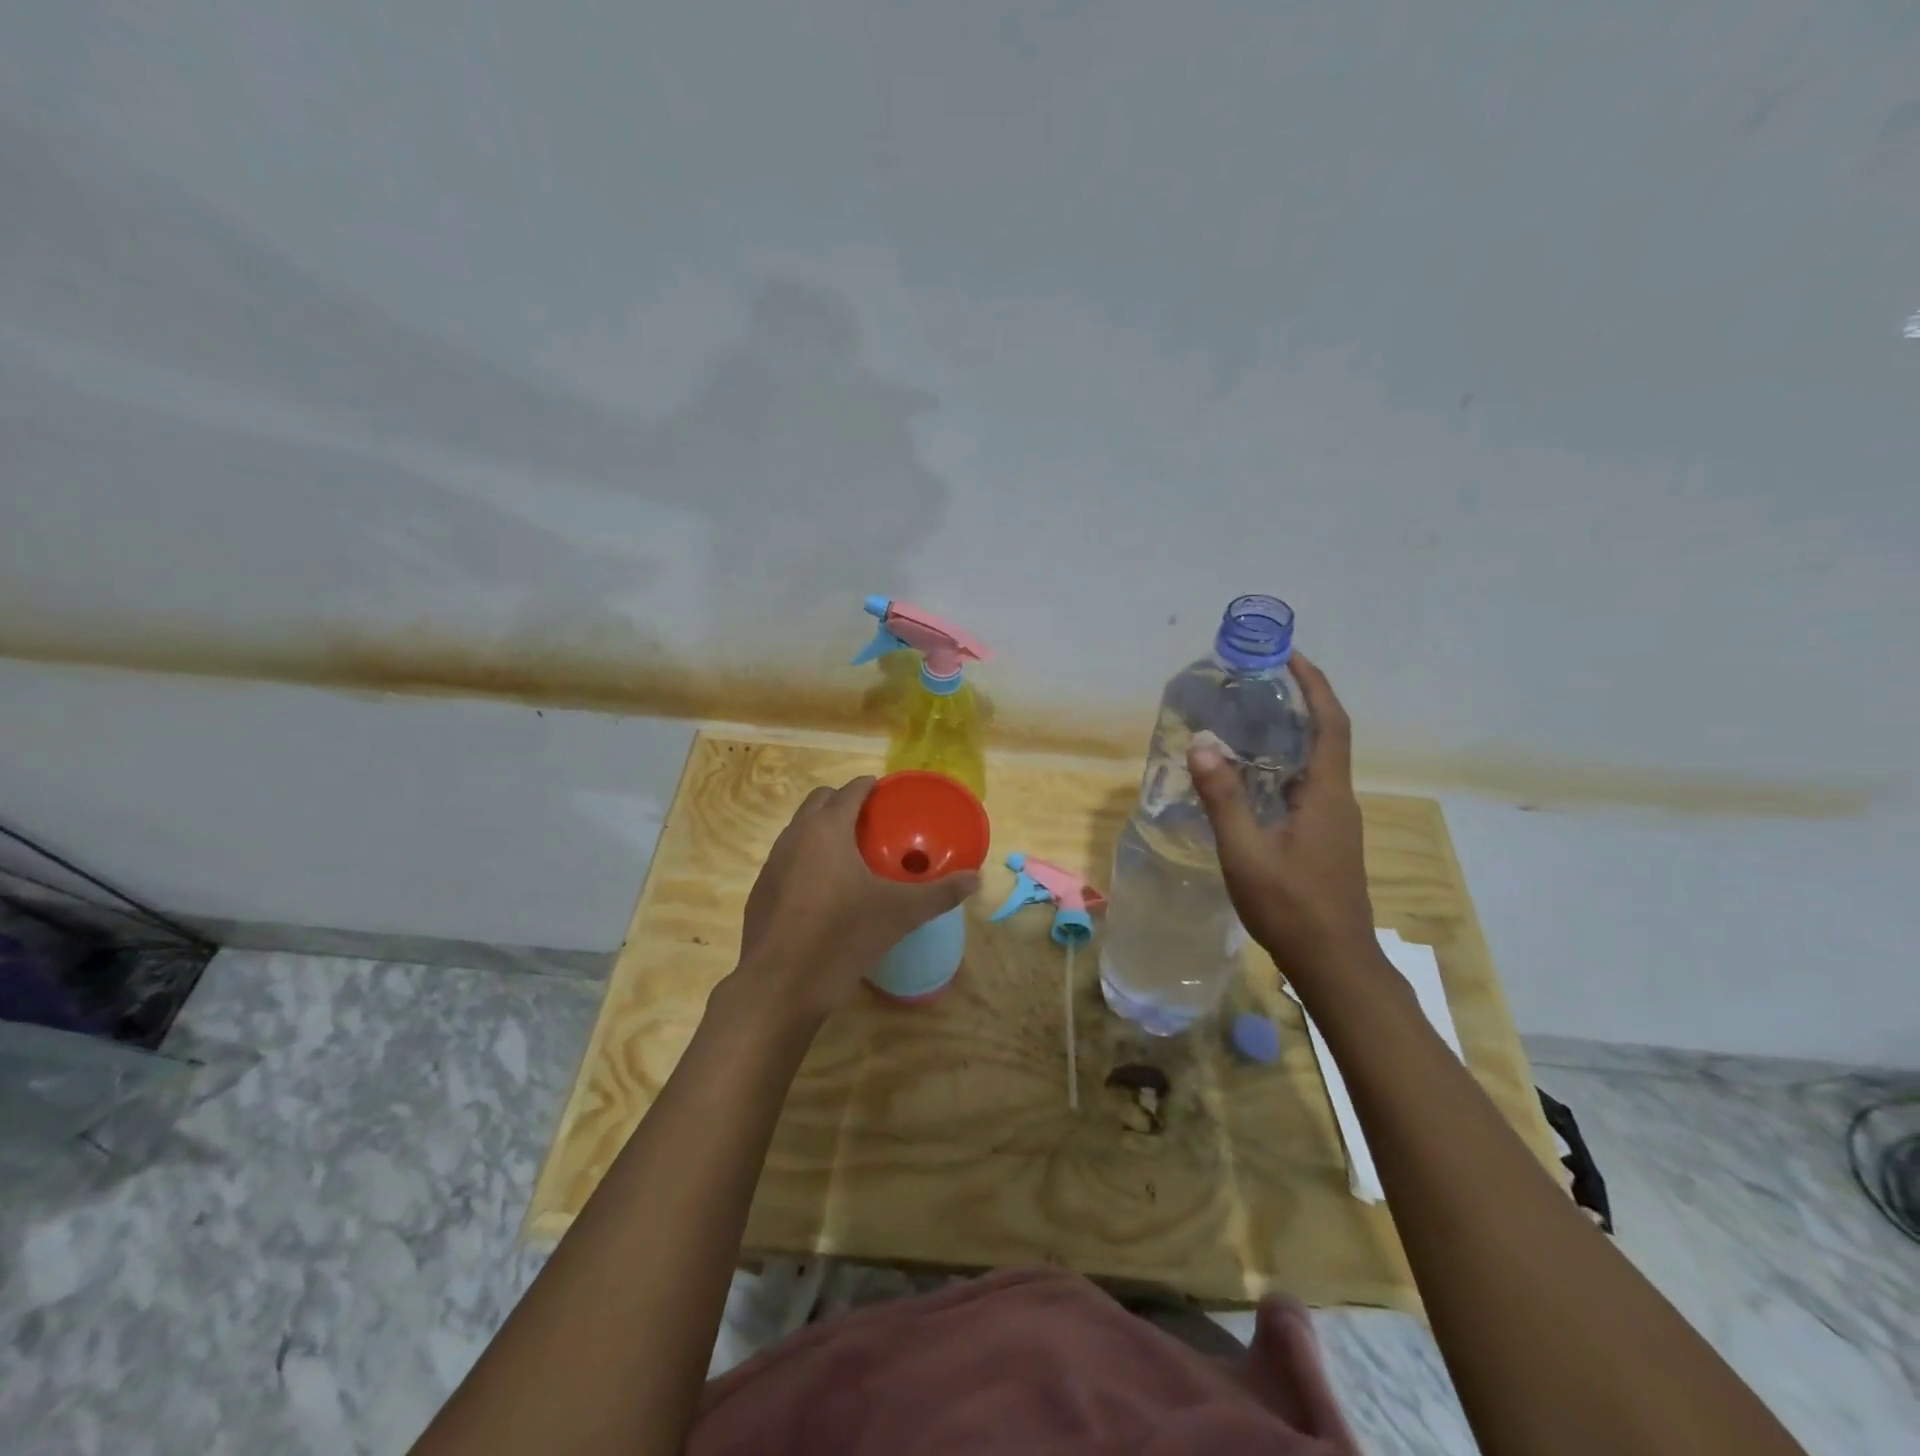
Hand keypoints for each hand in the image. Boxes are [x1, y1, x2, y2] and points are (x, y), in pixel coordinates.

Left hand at [733, 777, 978, 1022]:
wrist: (779, 986)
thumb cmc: (841, 937)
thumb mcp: (899, 914)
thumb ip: (939, 894)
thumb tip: (976, 879)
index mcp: (827, 829)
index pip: (850, 790)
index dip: (870, 786)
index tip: (888, 794)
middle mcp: (794, 836)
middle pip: (819, 801)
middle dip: (844, 802)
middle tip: (873, 823)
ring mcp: (772, 863)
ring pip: (800, 829)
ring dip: (823, 829)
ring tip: (852, 854)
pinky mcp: (761, 891)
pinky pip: (788, 859)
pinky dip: (808, 859)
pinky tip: (826, 891)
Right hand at [1187, 653, 1375, 979]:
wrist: (1335, 963)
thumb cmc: (1291, 906)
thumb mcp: (1246, 852)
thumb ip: (1224, 798)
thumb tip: (1202, 745)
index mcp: (1326, 794)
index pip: (1330, 724)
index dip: (1314, 685)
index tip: (1290, 656)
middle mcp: (1338, 800)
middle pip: (1326, 737)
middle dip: (1300, 703)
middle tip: (1258, 684)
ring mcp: (1335, 822)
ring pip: (1317, 764)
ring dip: (1292, 735)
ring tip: (1249, 720)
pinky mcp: (1327, 840)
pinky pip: (1308, 786)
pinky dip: (1284, 766)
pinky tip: (1253, 778)